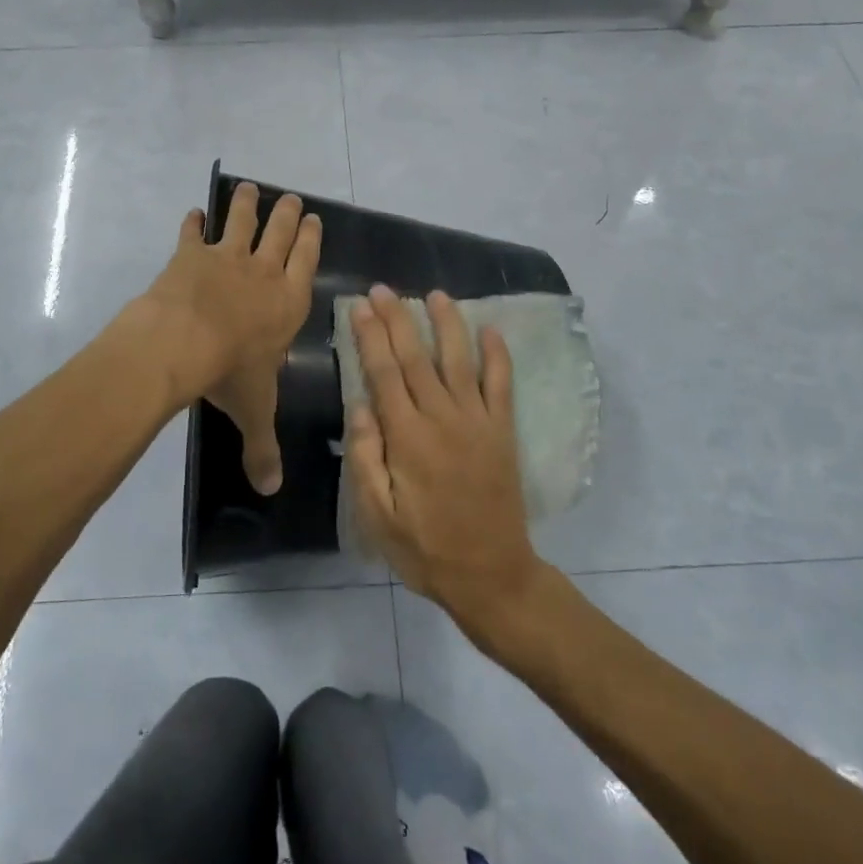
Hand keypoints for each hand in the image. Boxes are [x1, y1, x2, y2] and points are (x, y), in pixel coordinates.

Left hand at [139, 183, 320, 493]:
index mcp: (287, 302)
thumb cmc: (230, 373)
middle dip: (287, 214)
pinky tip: (193, 213)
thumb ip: (262, 447)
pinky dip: (192, 222)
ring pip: (241, 221)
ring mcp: (225, 258)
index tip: (313, 218)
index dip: (310, 239)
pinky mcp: (189, 255)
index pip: (306, 262)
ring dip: (246, 204)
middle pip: (280, 233)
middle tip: (290, 197)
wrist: (183, 342)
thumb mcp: (254, 412)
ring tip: (249, 188)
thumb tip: (271, 491)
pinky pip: (192, 232)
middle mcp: (262, 273)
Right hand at [347, 285, 545, 639]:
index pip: (384, 373)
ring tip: (435, 294)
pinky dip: (498, 355)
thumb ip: (366, 457)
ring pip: (459, 360)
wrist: (491, 574)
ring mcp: (478, 421)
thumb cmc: (425, 548)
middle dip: (398, 319)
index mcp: (407, 438)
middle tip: (384, 289)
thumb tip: (359, 404)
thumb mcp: (376, 515)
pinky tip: (490, 330)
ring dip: (447, 323)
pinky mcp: (503, 431)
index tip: (361, 306)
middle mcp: (442, 418)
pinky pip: (501, 384)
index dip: (371, 336)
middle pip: (417, 357)